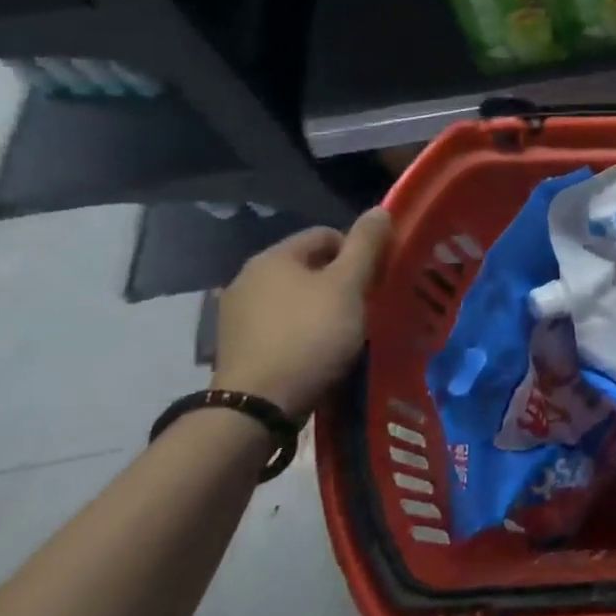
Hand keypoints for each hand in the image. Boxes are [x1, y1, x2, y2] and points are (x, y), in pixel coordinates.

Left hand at [213, 208, 389, 422]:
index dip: (358, 252)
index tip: (375, 281)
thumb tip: (379, 209)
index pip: (326, 235)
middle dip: (341, 283)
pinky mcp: (237, 347)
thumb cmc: (311, 336)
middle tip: (365, 308)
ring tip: (345, 334)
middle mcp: (248, 277)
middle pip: (310, 267)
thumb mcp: (348, 286)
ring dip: (323, 308)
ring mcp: (237, 314)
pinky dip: (302, 332)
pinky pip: (281, 326)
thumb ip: (366, 245)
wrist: (258, 406)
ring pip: (296, 298)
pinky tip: (317, 352)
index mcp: (273, 257)